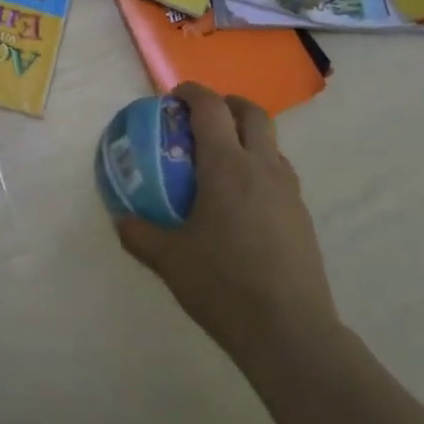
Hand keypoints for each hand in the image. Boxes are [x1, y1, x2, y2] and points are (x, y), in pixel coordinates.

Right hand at [115, 83, 339, 359]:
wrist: (290, 331)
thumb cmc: (223, 285)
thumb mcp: (169, 260)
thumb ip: (140, 234)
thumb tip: (121, 218)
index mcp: (226, 166)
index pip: (210, 108)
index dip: (191, 92)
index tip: (173, 97)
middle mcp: (262, 167)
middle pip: (252, 113)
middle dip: (227, 104)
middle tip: (203, 118)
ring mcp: (288, 190)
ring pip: (271, 143)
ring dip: (248, 136)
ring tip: (222, 160)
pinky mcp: (302, 215)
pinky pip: (280, 173)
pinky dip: (260, 167)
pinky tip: (243, 201)